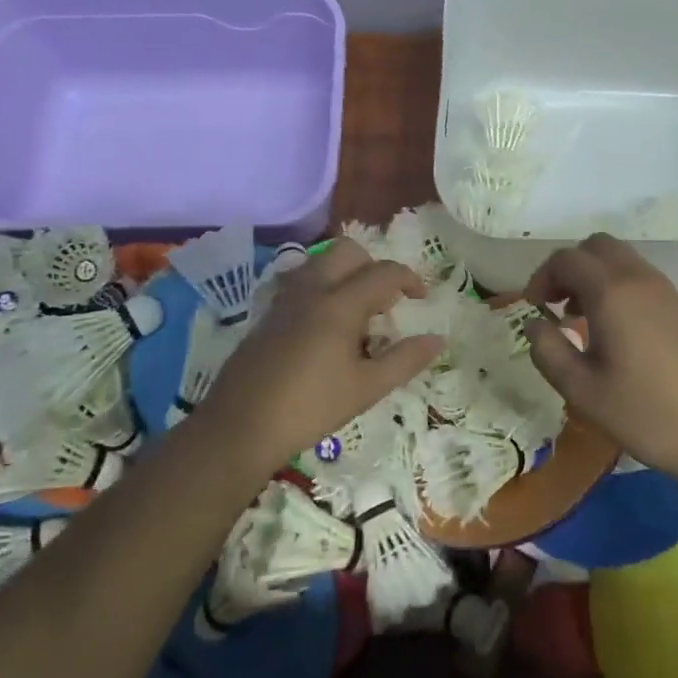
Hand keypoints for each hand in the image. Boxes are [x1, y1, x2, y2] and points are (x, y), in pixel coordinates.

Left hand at [197, 238, 443, 474]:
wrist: (240, 425)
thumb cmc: (310, 407)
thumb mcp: (366, 389)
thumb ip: (405, 360)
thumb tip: (438, 339)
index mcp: (340, 304)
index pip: (384, 272)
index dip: (410, 279)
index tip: (422, 299)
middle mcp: (312, 289)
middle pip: (349, 251)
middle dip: (373, 266)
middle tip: (384, 303)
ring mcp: (285, 298)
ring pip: (321, 262)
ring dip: (346, 274)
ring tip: (356, 314)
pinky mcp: (269, 313)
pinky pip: (302, 281)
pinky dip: (323, 287)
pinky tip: (325, 329)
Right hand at [524, 233, 677, 484]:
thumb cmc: (647, 415)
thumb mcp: (582, 392)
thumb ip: (548, 352)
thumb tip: (533, 323)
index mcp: (612, 293)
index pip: (566, 259)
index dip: (541, 277)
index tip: (533, 309)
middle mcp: (640, 279)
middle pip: (596, 246)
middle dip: (569, 267)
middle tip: (555, 304)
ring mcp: (666, 290)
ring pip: (621, 259)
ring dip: (594, 276)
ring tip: (581, 319)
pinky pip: (641, 277)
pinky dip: (618, 286)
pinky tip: (616, 330)